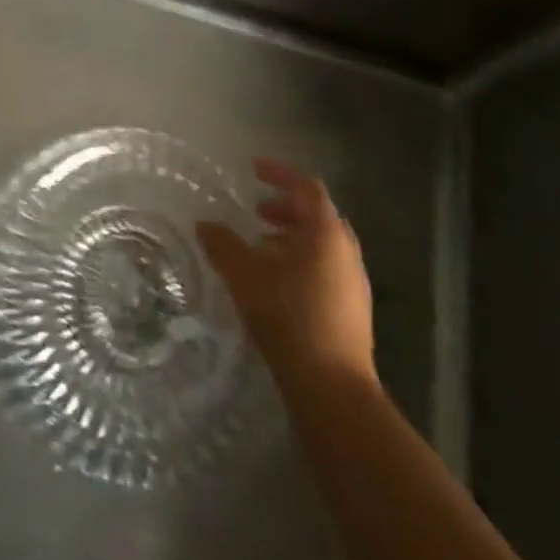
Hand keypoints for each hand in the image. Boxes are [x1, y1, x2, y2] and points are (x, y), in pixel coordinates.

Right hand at [197, 158, 375, 389]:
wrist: (334, 391)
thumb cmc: (290, 318)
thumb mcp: (245, 276)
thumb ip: (222, 245)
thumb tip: (204, 224)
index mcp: (326, 233)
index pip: (307, 187)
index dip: (280, 173)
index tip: (253, 168)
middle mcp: (346, 252)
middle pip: (318, 215)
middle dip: (286, 207)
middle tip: (257, 211)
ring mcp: (354, 284)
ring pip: (322, 245)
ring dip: (292, 237)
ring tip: (261, 248)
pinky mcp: (353, 312)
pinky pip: (326, 269)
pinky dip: (301, 261)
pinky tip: (276, 284)